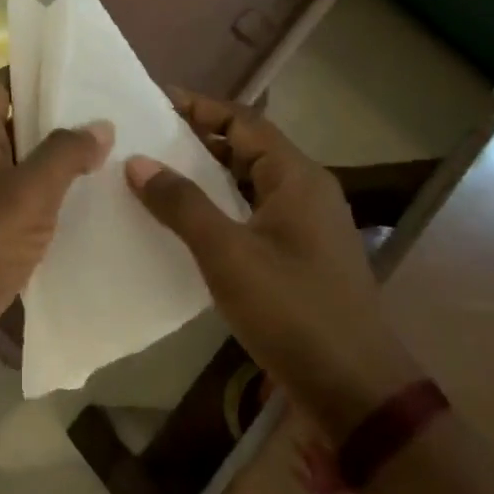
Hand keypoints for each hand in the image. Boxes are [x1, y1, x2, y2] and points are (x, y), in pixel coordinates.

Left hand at [0, 70, 110, 410]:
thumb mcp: (26, 194)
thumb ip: (63, 155)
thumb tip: (99, 124)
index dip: (27, 71)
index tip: (73, 69)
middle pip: (14, 126)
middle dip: (56, 118)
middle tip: (109, 115)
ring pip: (24, 170)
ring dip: (60, 164)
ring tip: (112, 157)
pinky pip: (26, 209)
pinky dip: (53, 203)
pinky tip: (91, 209)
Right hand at [124, 90, 420, 439]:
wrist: (356, 392)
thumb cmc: (293, 311)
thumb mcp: (228, 254)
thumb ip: (182, 204)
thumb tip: (138, 161)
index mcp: (296, 177)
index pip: (243, 121)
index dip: (199, 106)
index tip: (154, 101)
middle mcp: (306, 191)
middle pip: (247, 147)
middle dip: (198, 139)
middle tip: (146, 138)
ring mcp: (306, 225)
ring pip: (248, 182)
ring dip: (207, 174)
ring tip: (156, 174)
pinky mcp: (300, 255)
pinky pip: (252, 212)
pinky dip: (219, 206)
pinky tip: (185, 223)